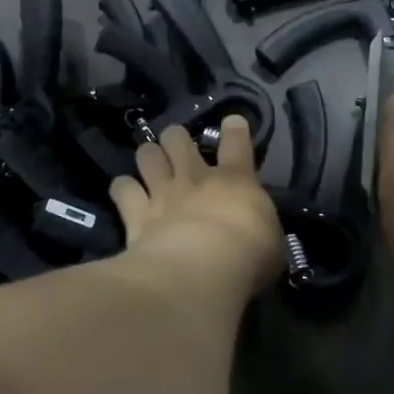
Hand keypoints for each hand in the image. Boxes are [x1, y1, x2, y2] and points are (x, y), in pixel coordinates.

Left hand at [109, 116, 284, 295]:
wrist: (201, 269)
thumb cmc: (248, 256)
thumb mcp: (271, 243)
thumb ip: (260, 228)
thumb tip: (257, 229)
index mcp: (235, 180)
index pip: (237, 143)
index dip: (234, 130)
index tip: (231, 123)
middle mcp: (195, 177)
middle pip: (178, 138)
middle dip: (175, 138)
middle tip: (177, 148)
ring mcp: (163, 192)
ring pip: (147, 154)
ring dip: (148, 157)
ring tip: (149, 165)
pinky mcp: (136, 213)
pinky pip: (122, 189)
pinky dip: (123, 189)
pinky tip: (124, 194)